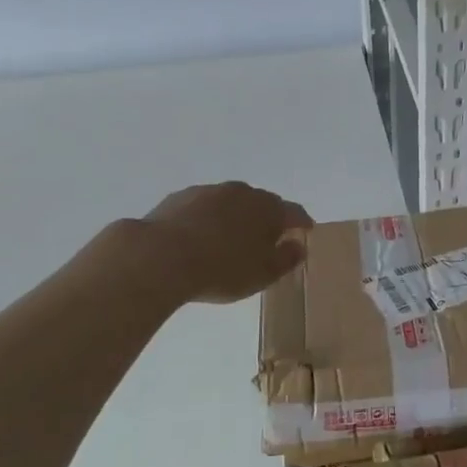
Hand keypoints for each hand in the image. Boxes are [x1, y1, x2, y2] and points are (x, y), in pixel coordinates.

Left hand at [135, 181, 313, 304]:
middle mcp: (241, 192)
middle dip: (267, 219)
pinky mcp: (179, 198)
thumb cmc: (222, 269)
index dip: (301, 222)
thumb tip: (299, 245)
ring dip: (235, 217)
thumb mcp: (263, 274)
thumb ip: (286, 259)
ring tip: (229, 241)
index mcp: (268, 208)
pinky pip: (203, 208)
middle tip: (265, 240)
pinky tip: (199, 239)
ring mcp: (208, 191)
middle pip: (261, 203)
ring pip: (230, 203)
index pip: (293, 211)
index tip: (306, 231)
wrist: (160, 257)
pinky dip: (207, 220)